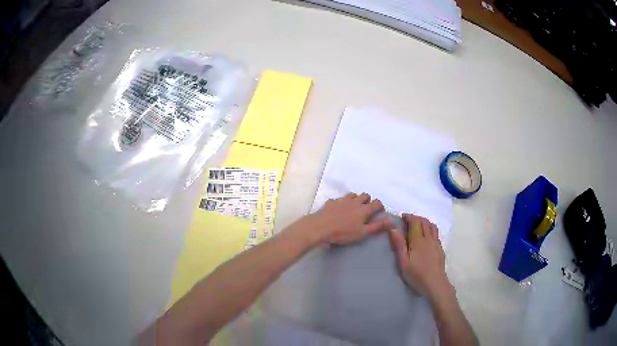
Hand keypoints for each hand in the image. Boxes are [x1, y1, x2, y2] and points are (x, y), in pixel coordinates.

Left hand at [297, 192, 390, 244]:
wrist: (320, 227)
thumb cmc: (343, 232)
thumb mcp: (362, 232)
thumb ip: (377, 226)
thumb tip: (392, 220)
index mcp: (364, 209)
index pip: (376, 203)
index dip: (380, 206)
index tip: (380, 211)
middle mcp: (355, 201)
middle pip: (365, 195)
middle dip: (368, 200)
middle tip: (367, 209)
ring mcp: (342, 200)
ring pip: (353, 195)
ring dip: (356, 199)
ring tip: (354, 207)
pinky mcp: (332, 201)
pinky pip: (340, 199)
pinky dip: (343, 202)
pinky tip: (339, 209)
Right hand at [388, 214, 452, 298]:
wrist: (435, 284)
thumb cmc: (416, 275)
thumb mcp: (403, 262)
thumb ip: (399, 244)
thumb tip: (393, 228)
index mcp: (418, 240)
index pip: (415, 221)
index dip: (409, 217)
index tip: (402, 218)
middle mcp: (428, 238)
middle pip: (424, 221)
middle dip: (415, 218)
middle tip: (407, 221)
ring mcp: (436, 242)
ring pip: (431, 225)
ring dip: (424, 221)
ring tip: (417, 225)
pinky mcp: (440, 248)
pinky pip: (435, 232)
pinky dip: (429, 228)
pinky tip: (426, 236)